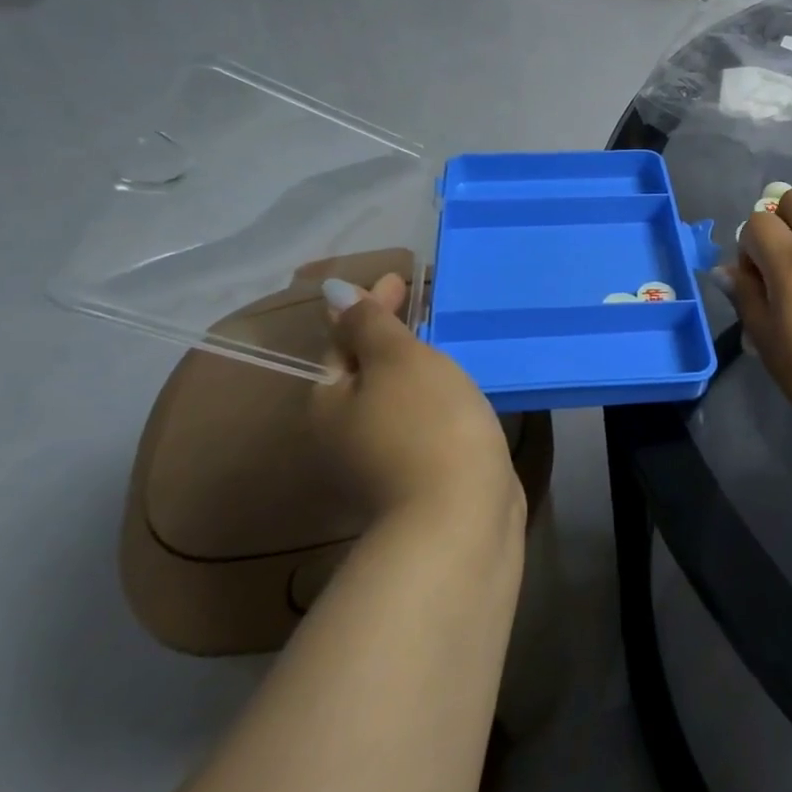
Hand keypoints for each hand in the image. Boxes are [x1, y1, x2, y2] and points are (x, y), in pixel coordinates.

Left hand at [311, 274, 517, 519]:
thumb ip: (369, 323)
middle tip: (425, 307)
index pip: (343, 340)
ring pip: (395, 399)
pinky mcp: (419, 476)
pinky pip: (421, 421)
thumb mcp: (398, 360)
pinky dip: (434, 398)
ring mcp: (382, 461)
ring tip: (446, 343)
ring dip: (415, 369)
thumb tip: (334, 292)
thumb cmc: (427, 423)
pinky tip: (459, 391)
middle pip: (365, 371)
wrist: (461, 514)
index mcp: (330, 402)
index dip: (370, 305)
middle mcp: (345, 434)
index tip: (403, 278)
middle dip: (390, 337)